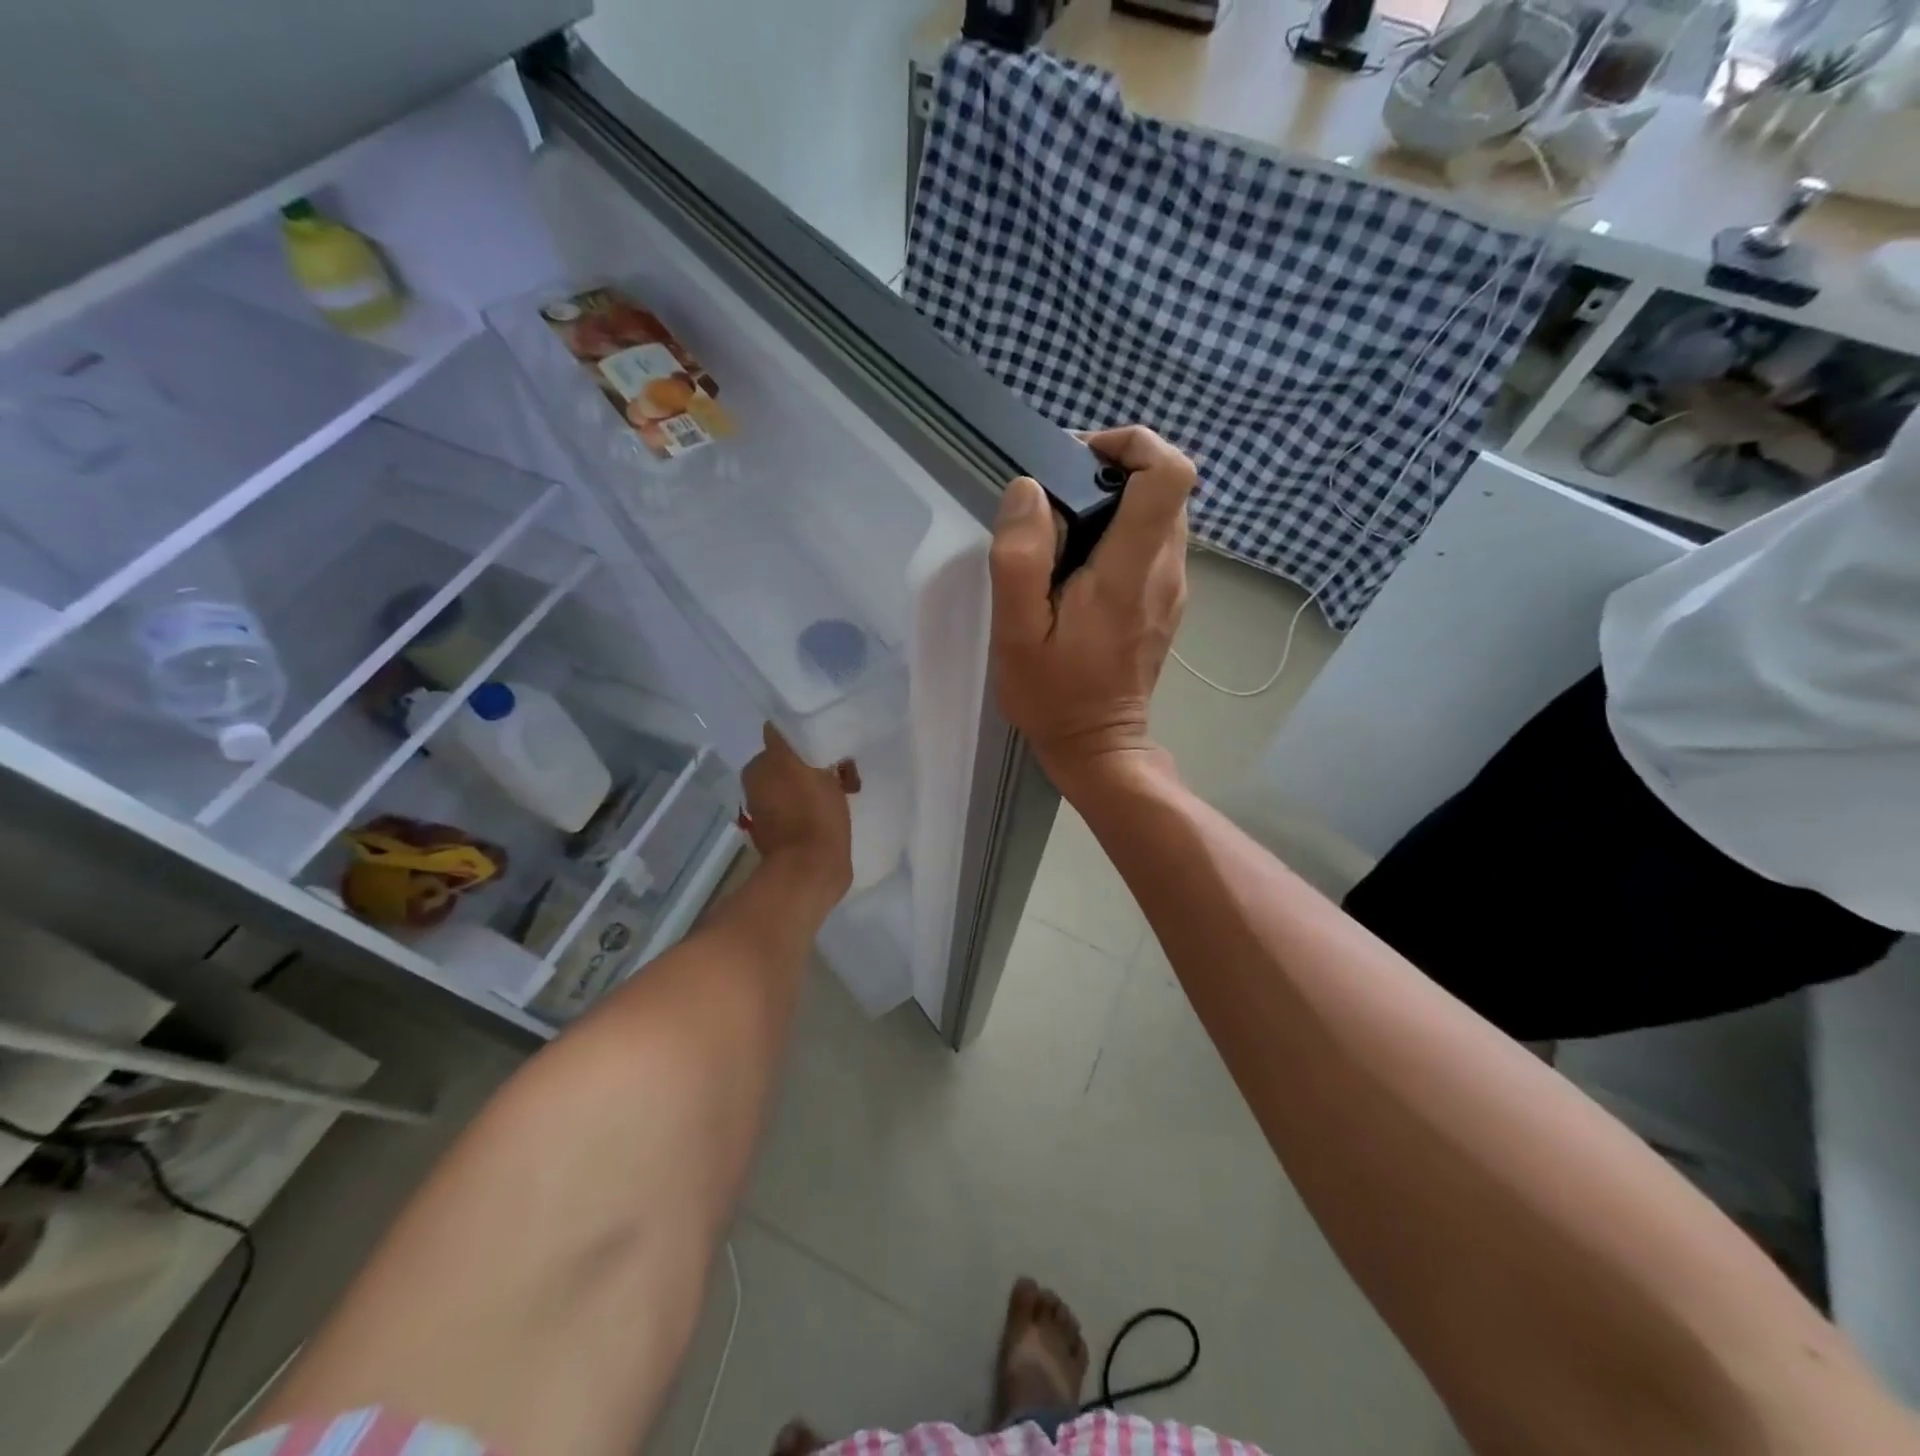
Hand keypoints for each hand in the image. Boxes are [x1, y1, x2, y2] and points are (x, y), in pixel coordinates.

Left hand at [738, 725, 857, 905]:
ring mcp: (770, 814)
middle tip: (846, 773)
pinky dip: (819, 808)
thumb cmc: (811, 813)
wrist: (812, 871)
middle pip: (793, 762)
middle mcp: (757, 788)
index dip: (809, 739)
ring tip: (846, 796)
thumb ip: (785, 736)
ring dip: (821, 786)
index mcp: (758, 768)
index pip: (784, 739)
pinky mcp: (786, 837)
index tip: (832, 749)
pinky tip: (838, 814)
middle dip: (818, 764)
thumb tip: (779, 724)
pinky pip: (806, 809)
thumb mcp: (799, 762)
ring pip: (801, 786)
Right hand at [989, 425, 1193, 794]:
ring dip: (1115, 501)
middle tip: (1055, 498)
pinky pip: (1152, 542)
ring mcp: (1172, 586)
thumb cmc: (1054, 694)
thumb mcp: (1018, 632)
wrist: (1098, 746)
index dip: (1132, 444)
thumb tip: (1030, 491)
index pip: (1170, 472)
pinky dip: (1120, 531)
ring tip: (1061, 532)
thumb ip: (1021, 558)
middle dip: (1113, 470)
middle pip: (1165, 485)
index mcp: (1132, 570)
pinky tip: (1078, 565)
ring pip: (1160, 512)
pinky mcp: (1166, 601)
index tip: (1078, 459)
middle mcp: (1166, 569)